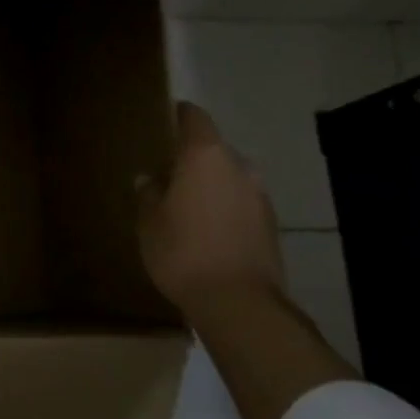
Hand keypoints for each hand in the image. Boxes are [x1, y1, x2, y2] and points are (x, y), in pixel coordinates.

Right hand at [136, 102, 283, 317]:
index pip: (194, 117)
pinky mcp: (271, 224)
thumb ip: (148, 194)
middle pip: (213, 149)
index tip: (164, 119)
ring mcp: (260, 195)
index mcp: (205, 156)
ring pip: (230, 177)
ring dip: (211, 185)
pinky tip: (208, 231)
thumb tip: (148, 178)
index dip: (179, 115)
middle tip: (169, 175)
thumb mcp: (150, 223)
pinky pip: (241, 203)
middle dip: (193, 159)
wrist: (239, 304)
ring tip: (188, 207)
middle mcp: (238, 166)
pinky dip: (226, 208)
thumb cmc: (184, 252)